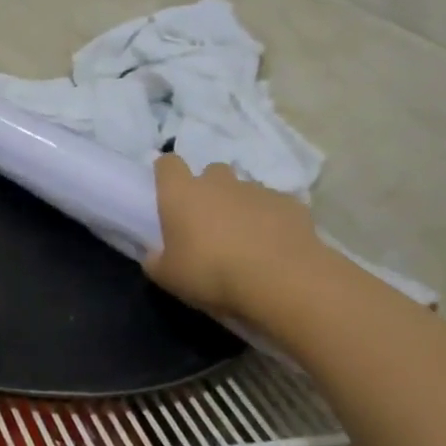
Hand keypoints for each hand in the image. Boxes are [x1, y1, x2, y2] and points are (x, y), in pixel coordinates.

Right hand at [144, 155, 328, 320]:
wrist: (282, 281)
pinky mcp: (290, 204)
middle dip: (209, 189)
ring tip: (245, 238)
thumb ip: (156, 261)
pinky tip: (274, 245)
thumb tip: (155, 255)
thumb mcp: (168, 277)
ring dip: (241, 206)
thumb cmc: (212, 274)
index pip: (168, 164)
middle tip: (209, 221)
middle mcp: (218, 183)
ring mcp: (257, 191)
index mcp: (182, 195)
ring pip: (244, 189)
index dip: (167, 173)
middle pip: (211, 171)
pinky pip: (275, 206)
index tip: (168, 190)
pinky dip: (271, 220)